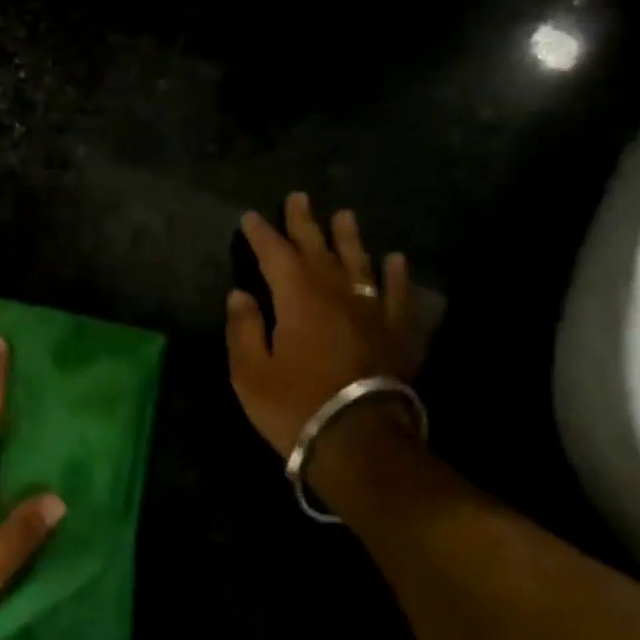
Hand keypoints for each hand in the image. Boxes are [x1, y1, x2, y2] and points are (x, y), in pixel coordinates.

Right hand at [226, 193, 422, 459]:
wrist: (361, 442)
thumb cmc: (295, 406)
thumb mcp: (250, 371)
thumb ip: (244, 328)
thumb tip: (240, 295)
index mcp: (297, 299)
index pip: (275, 255)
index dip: (261, 234)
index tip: (250, 217)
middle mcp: (337, 294)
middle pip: (318, 250)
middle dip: (304, 223)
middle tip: (299, 197)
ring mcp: (372, 312)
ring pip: (360, 263)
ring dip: (350, 238)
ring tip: (345, 215)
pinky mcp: (398, 334)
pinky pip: (399, 295)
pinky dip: (397, 275)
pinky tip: (396, 260)